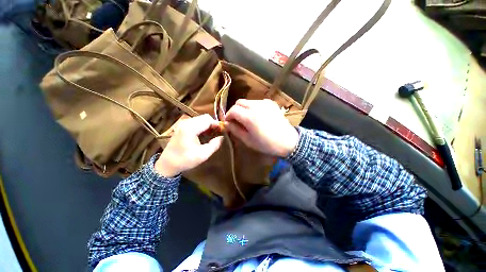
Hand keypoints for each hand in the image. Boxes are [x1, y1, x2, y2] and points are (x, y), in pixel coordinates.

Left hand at [155, 114, 223, 176]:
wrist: (167, 164)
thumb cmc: (185, 160)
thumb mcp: (203, 155)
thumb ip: (214, 145)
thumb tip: (222, 137)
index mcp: (191, 128)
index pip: (208, 120)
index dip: (217, 124)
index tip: (223, 131)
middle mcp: (186, 122)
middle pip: (204, 117)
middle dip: (213, 124)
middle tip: (218, 132)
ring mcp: (183, 123)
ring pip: (200, 118)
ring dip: (208, 124)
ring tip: (212, 133)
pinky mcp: (182, 126)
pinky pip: (196, 121)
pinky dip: (202, 125)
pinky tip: (204, 133)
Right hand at [225, 99, 298, 157]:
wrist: (288, 141)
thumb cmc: (267, 144)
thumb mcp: (248, 140)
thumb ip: (235, 130)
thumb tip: (226, 123)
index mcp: (249, 116)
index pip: (233, 110)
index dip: (228, 116)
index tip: (228, 123)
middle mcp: (256, 106)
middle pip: (239, 102)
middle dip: (235, 110)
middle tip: (237, 120)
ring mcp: (264, 103)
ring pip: (248, 101)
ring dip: (244, 109)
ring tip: (247, 119)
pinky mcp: (271, 103)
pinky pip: (257, 102)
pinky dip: (253, 107)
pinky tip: (257, 116)